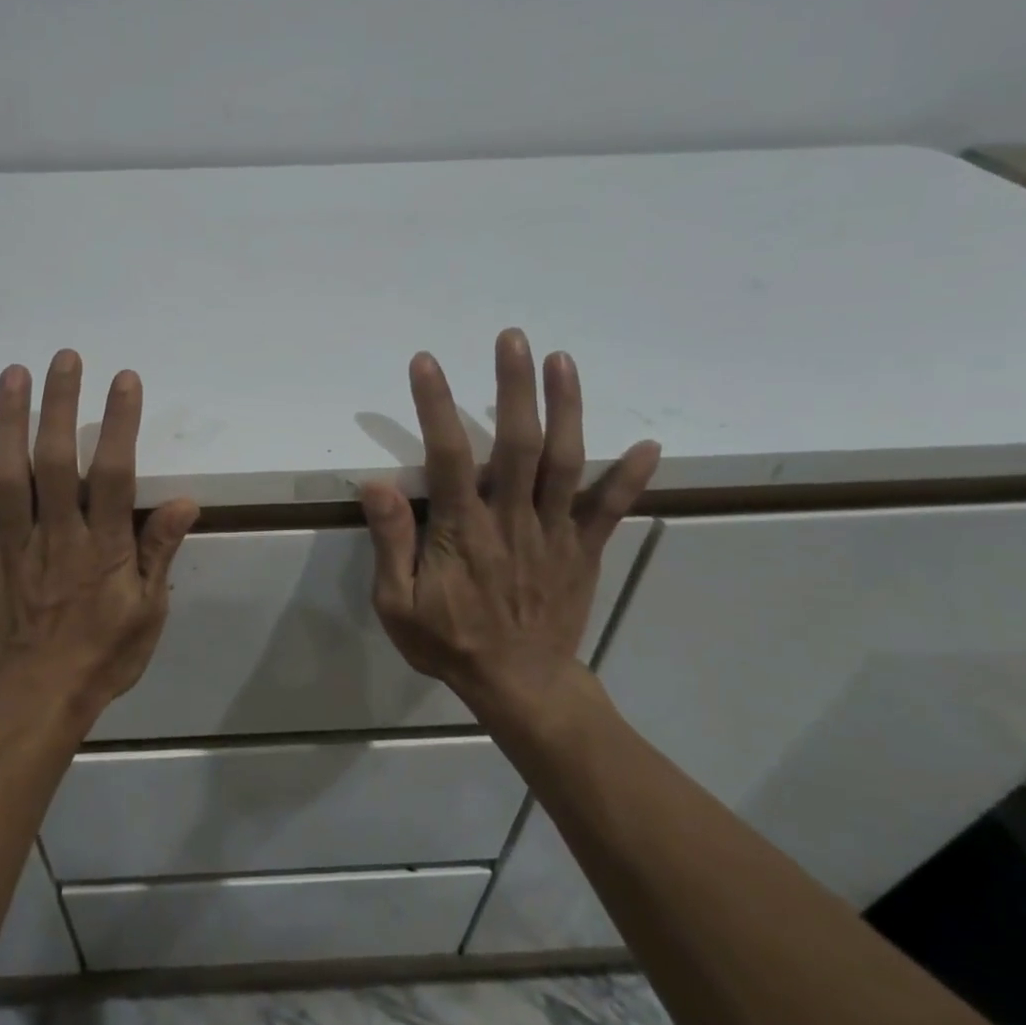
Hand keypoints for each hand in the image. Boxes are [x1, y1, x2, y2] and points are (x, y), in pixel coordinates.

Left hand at [0, 350, 199, 722]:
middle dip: (61, 404)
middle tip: (63, 357)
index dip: (119, 423)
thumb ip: (159, 554)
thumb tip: (183, 501)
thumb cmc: (100, 659)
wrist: (32, 707)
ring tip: (13, 374)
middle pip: (55, 460)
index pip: (112, 473)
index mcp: (101, 547)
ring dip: (8, 422)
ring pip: (7, 475)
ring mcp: (8, 547)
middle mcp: (55, 535)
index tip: (123, 380)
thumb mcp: (147, 613)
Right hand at [360, 329, 660, 712]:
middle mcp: (513, 520)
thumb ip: (392, 543)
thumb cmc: (450, 642)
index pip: (449, 456)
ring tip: (562, 361)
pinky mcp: (584, 549)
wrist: (521, 686)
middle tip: (513, 338)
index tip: (427, 363)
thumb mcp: (398, 604)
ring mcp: (555, 532)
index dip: (437, 406)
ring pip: (565, 462)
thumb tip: (378, 484)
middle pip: (518, 444)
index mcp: (465, 531)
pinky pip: (611, 510)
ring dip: (566, 409)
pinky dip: (630, 478)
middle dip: (515, 387)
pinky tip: (648, 445)